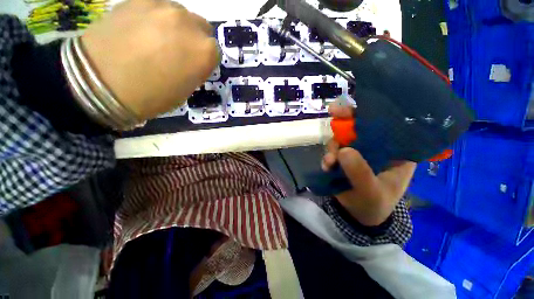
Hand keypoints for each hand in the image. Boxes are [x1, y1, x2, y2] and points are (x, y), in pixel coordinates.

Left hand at [81, 0, 219, 119]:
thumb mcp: (186, 90)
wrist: (100, 83)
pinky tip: (142, 30)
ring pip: (180, 14)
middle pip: (201, 27)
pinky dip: (155, 17)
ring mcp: (163, 7)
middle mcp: (189, 24)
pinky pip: (157, 6)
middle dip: (194, 39)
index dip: (204, 59)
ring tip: (156, 39)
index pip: (214, 51)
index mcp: (204, 52)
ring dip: (175, 26)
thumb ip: (195, 68)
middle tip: (178, 51)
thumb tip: (192, 57)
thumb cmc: (152, 96)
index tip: (194, 65)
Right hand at [322, 100, 415, 225]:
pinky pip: (333, 151)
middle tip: (333, 112)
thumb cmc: (375, 204)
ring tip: (329, 162)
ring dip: (333, 147)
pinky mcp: (344, 159)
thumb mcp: (371, 191)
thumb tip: (343, 150)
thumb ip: (360, 172)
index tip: (355, 106)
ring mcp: (358, 152)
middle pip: (360, 127)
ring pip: (343, 139)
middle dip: (346, 120)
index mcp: (395, 151)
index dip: (370, 113)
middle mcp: (376, 147)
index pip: (386, 125)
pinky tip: (326, 166)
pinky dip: (328, 156)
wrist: (359, 215)